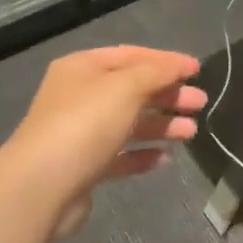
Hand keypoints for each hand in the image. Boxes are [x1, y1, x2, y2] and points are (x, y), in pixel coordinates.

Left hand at [0, 46, 205, 237]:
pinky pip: (119, 155)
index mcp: (82, 68)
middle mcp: (79, 96)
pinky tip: (165, 159)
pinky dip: (142, 155)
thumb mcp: (125, 87)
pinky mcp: (84, 167)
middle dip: (167, 95)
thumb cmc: (85, 124)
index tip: (197, 70)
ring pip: (128, 123)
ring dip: (161, 125)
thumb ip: (156, 73)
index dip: (165, 61)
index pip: (130, 55)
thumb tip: (178, 65)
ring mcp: (79, 133)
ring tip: (191, 132)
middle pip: (131, 90)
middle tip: (200, 103)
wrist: (41, 186)